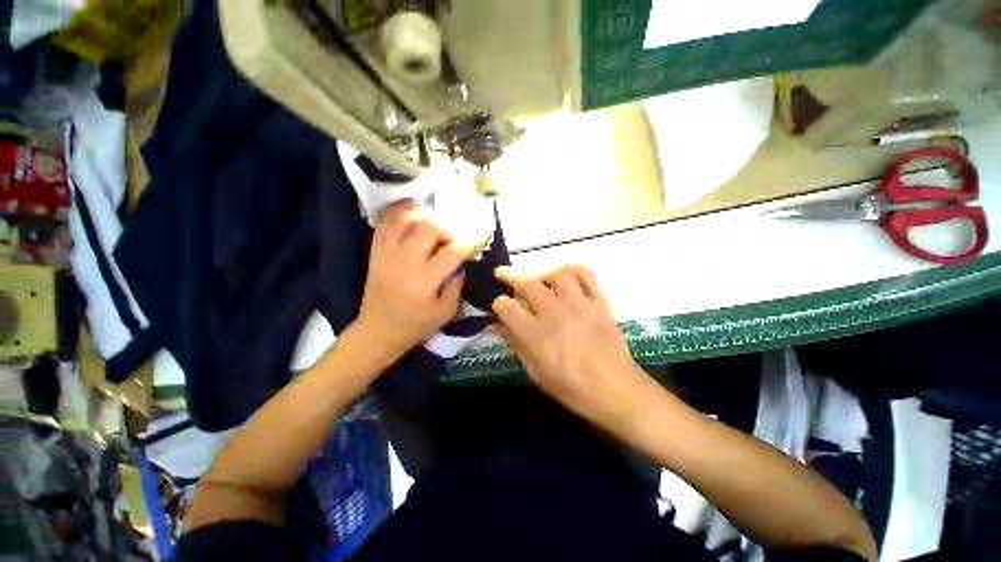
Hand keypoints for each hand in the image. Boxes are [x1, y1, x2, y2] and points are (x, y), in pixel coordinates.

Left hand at [355, 199, 468, 359]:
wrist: (378, 331)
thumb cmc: (415, 326)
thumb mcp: (446, 313)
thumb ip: (457, 286)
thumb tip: (461, 264)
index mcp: (424, 280)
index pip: (452, 252)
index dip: (470, 242)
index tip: (480, 237)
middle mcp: (405, 261)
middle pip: (429, 227)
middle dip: (447, 228)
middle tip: (452, 239)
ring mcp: (387, 253)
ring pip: (406, 219)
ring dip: (424, 216)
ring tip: (434, 224)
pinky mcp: (376, 251)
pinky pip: (385, 223)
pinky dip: (399, 212)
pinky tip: (412, 213)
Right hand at [492, 265, 653, 434]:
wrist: (617, 390)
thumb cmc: (573, 389)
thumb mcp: (536, 373)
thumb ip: (516, 345)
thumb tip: (496, 327)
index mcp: (537, 334)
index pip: (507, 307)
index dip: (498, 304)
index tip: (499, 306)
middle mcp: (555, 313)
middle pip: (528, 284)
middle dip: (510, 276)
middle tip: (503, 275)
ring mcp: (580, 304)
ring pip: (557, 273)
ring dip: (542, 272)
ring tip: (537, 277)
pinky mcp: (599, 302)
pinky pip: (587, 275)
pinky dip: (574, 270)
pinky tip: (565, 276)